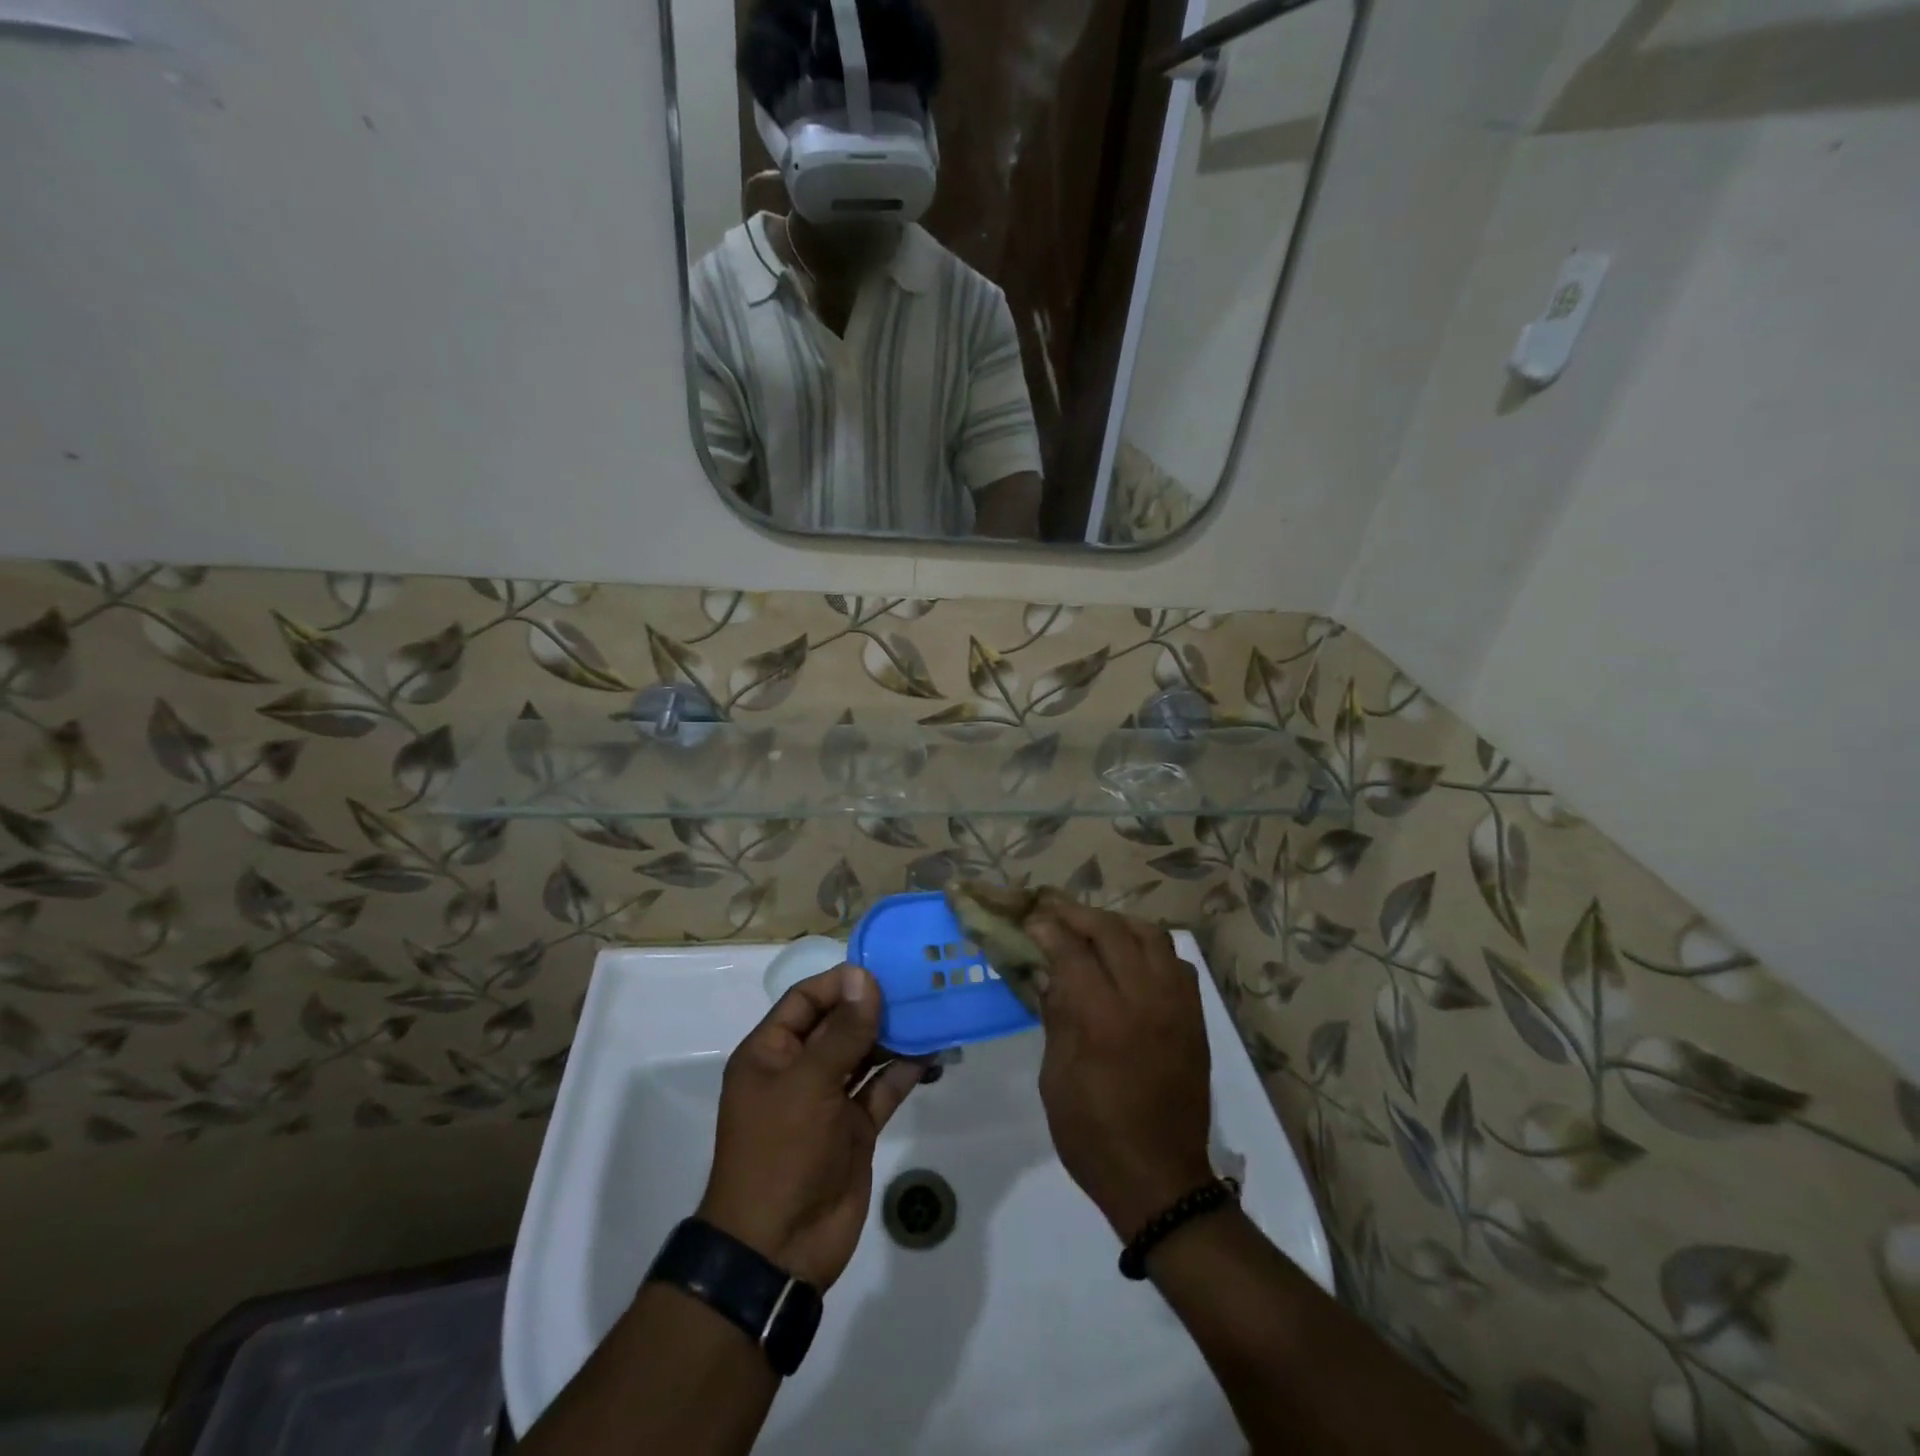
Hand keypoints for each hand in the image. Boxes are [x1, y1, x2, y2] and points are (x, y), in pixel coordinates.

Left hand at [698, 963, 922, 1289]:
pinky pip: (882, 1089)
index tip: (883, 969)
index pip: (806, 1000)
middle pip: (839, 1024)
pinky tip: (933, 1054)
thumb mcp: (808, 1084)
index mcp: (771, 1053)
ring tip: (932, 1013)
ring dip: (894, 1037)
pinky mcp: (855, 1128)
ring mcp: (829, 1100)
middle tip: (919, 986)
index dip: (841, 982)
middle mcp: (799, 1070)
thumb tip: (864, 977)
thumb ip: (842, 1031)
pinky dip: (905, 1071)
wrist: (778, 1249)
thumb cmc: (780, 1152)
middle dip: (875, 1006)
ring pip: (864, 1054)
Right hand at [1027, 899, 1214, 1241]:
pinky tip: (1131, 959)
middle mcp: (1145, 1000)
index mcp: (1103, 1019)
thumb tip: (1048, 973)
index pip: (1072, 951)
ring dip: (1117, 923)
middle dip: (1077, 914)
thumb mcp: (1056, 1079)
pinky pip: (1175, 962)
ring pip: (1151, 936)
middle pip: (1112, 931)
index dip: (1048, 929)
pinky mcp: (1195, 1018)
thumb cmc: (1094, 1136)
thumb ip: (1056, 1017)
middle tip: (1052, 910)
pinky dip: (1150, 948)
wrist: (1161, 1181)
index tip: (1030, 920)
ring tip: (1092, 928)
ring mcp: (1176, 1006)